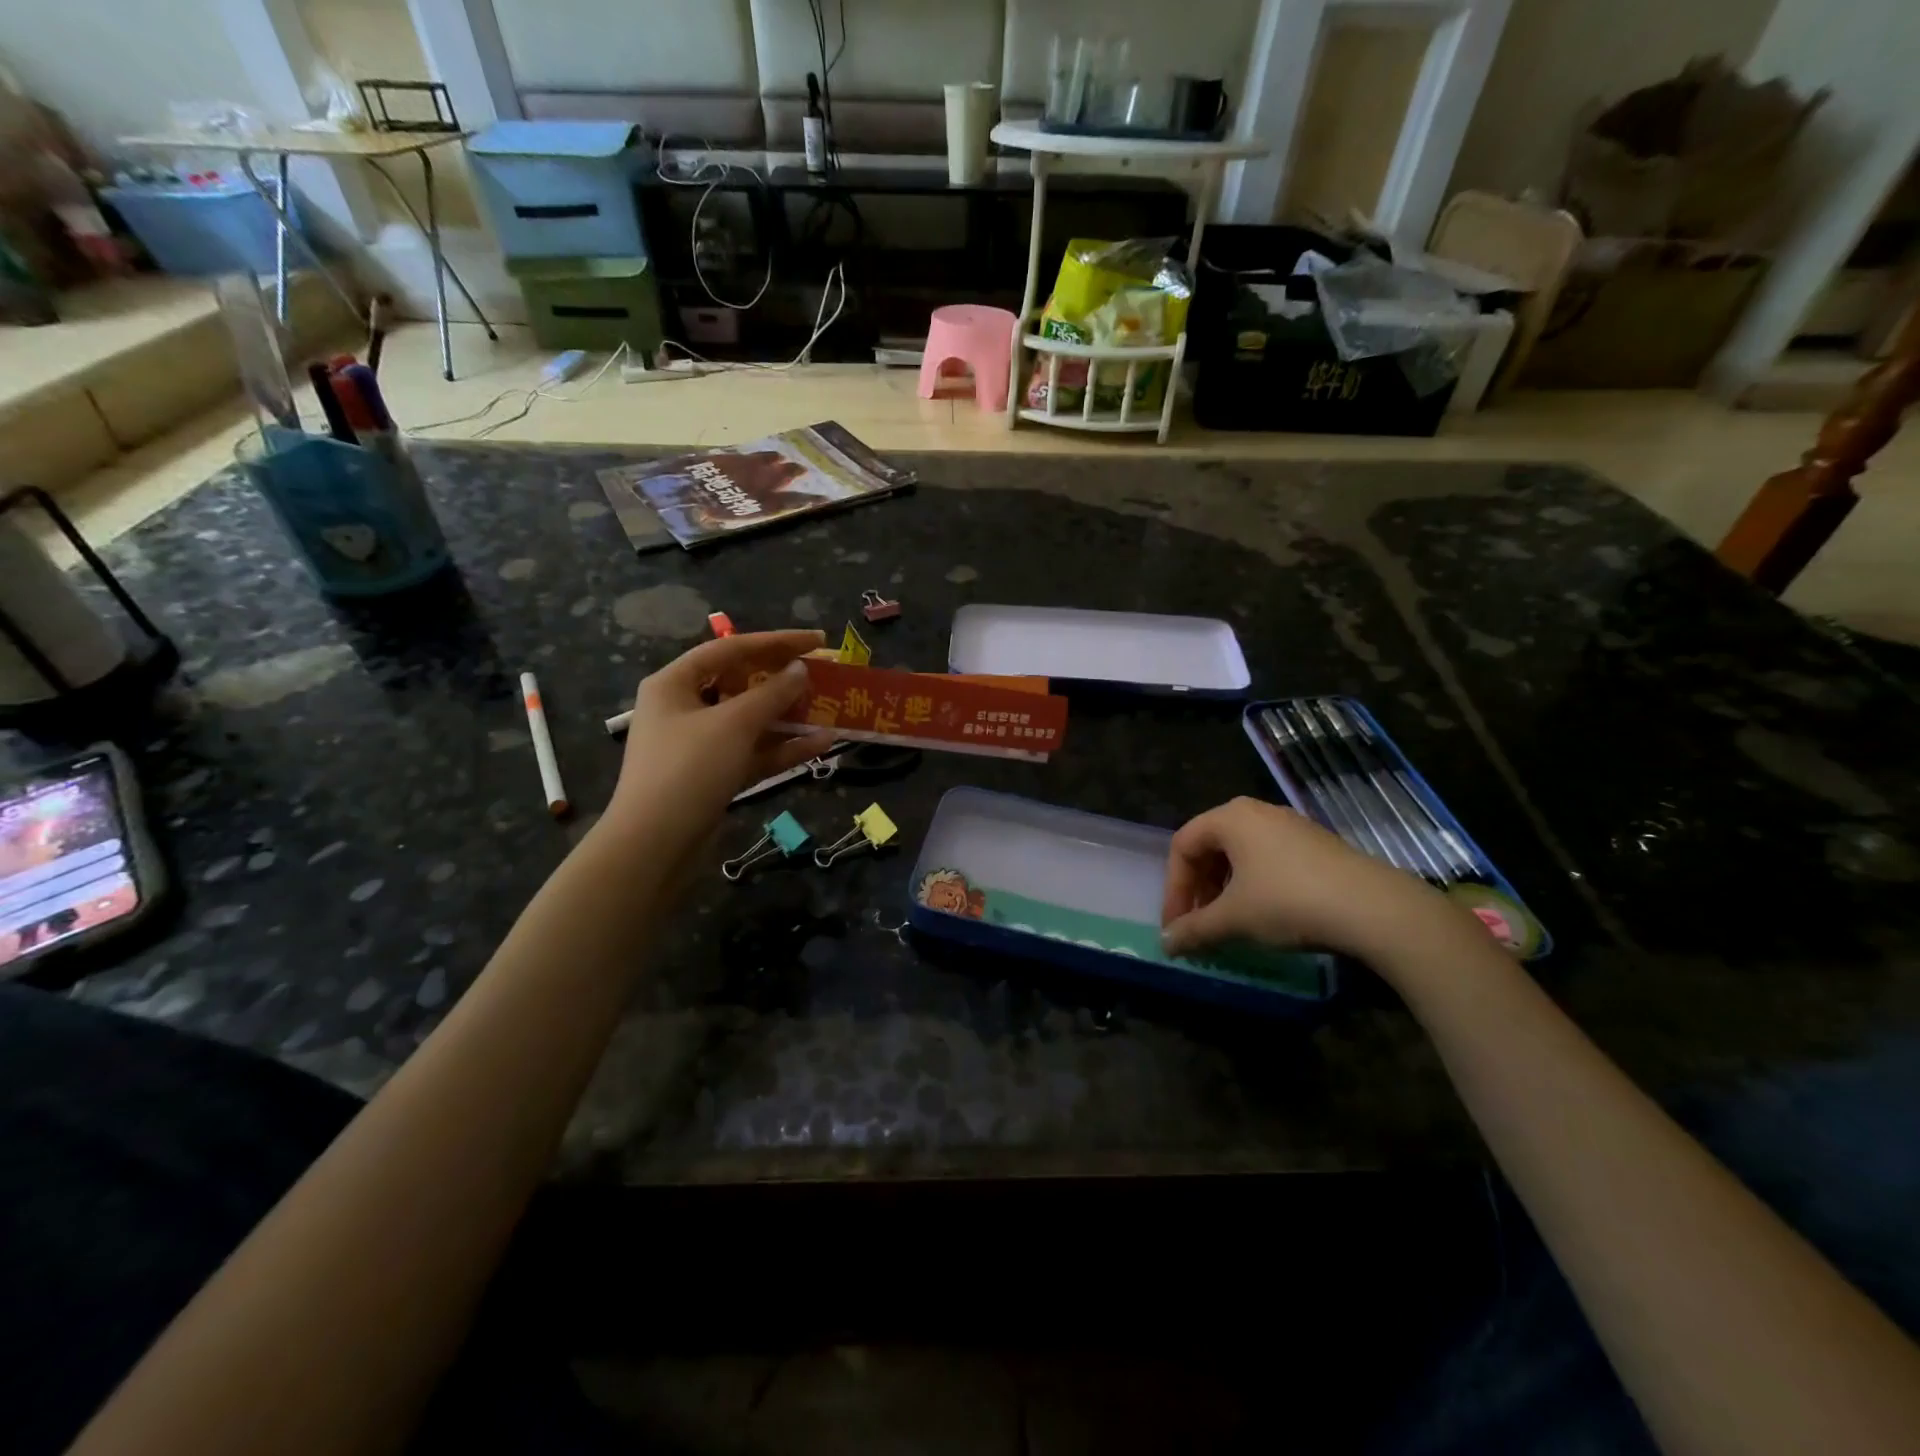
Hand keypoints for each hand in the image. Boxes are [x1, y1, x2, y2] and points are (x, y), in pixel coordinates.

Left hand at [606, 630, 833, 851]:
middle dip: (783, 680)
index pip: (731, 649)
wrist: (655, 845)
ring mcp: (700, 744)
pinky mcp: (714, 775)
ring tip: (829, 709)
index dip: (776, 641)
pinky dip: (783, 748)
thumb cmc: (688, 769)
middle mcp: (685, 708)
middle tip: (823, 674)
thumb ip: (772, 693)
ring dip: (789, 717)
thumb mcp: (734, 724)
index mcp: (674, 683)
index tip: (818, 641)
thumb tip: (800, 670)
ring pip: (751, 721)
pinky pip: (753, 752)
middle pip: (741, 683)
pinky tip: (820, 745)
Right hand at [1160, 797, 1464, 968]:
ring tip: (1229, 924)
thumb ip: (1194, 929)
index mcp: (1230, 817)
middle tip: (1199, 924)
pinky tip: (1264, 916)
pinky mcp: (1316, 845)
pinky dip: (1253, 886)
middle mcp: (1257, 812)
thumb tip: (1166, 945)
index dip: (1173, 889)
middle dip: (1198, 889)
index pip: (1182, 847)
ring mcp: (1290, 826)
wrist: (1374, 908)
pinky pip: (1268, 860)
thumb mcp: (1234, 919)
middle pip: (1210, 847)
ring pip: (1240, 855)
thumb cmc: (1288, 902)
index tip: (1176, 926)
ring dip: (1224, 890)